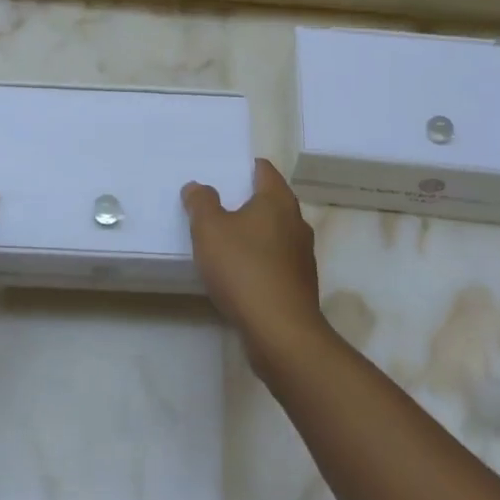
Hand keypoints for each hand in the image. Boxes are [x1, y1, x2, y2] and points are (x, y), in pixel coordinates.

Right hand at [182, 159, 321, 355]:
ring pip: (274, 232)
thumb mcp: (209, 229)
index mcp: (277, 201)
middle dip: (245, 200)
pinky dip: (258, 259)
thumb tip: (197, 186)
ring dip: (252, 232)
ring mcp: (302, 255)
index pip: (264, 170)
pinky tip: (238, 272)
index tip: (222, 171)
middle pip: (270, 200)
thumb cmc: (244, 269)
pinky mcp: (299, 284)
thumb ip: (201, 202)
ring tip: (223, 238)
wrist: (280, 332)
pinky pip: (275, 260)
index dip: (243, 167)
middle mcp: (296, 222)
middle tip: (215, 203)